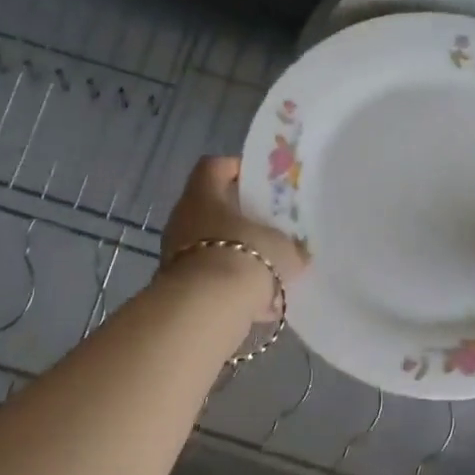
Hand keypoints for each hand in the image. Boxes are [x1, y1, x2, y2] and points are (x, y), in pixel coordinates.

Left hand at [161, 157, 307, 323]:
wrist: (206, 308)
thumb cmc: (246, 256)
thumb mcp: (282, 248)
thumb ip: (291, 247)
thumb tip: (299, 252)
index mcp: (204, 195)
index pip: (214, 166)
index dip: (235, 168)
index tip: (259, 182)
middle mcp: (183, 218)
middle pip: (211, 208)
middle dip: (239, 219)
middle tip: (267, 228)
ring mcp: (175, 253)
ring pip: (210, 246)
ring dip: (235, 255)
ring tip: (267, 273)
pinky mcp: (176, 286)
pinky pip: (208, 279)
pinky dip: (229, 288)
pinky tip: (256, 305)